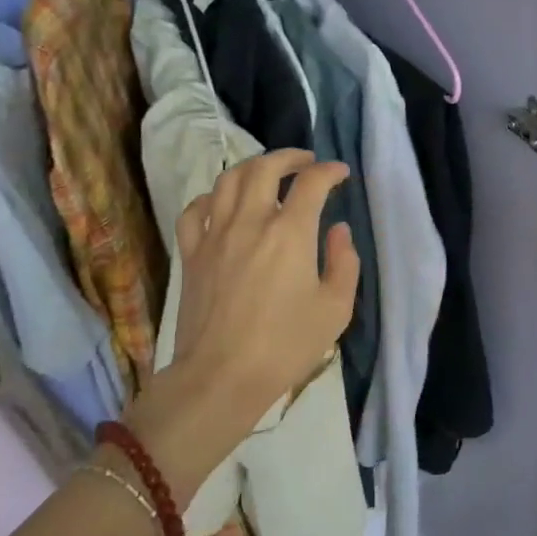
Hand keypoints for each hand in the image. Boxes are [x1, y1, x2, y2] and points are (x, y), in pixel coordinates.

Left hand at [125, 150, 357, 502]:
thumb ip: (344, 262)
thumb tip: (339, 230)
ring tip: (267, 172)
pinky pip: (195, 211)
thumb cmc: (286, 346)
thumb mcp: (335, 309)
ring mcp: (215, 235)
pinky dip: (211, 198)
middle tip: (306, 162)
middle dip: (289, 157)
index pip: (312, 183)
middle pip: (265, 168)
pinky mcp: (191, 254)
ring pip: (228, 180)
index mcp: (291, 233)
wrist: (221, 377)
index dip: (330, 171)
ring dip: (252, 168)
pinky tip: (221, 203)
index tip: (340, 174)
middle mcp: (251, 221)